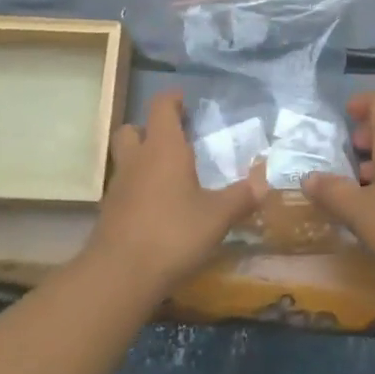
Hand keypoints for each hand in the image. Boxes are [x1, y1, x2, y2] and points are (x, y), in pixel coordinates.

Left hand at [83, 92, 264, 299]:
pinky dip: (138, 189)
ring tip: (168, 176)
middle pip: (133, 129)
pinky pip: (124, 187)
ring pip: (126, 159)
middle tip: (173, 140)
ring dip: (143, 159)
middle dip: (150, 129)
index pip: (161, 107)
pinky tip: (157, 207)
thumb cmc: (173, 232)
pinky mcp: (109, 212)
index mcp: (163, 148)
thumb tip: (264, 182)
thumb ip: (241, 197)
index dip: (172, 99)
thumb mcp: (217, 216)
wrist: (120, 273)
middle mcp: (137, 159)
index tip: (184, 100)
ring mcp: (118, 186)